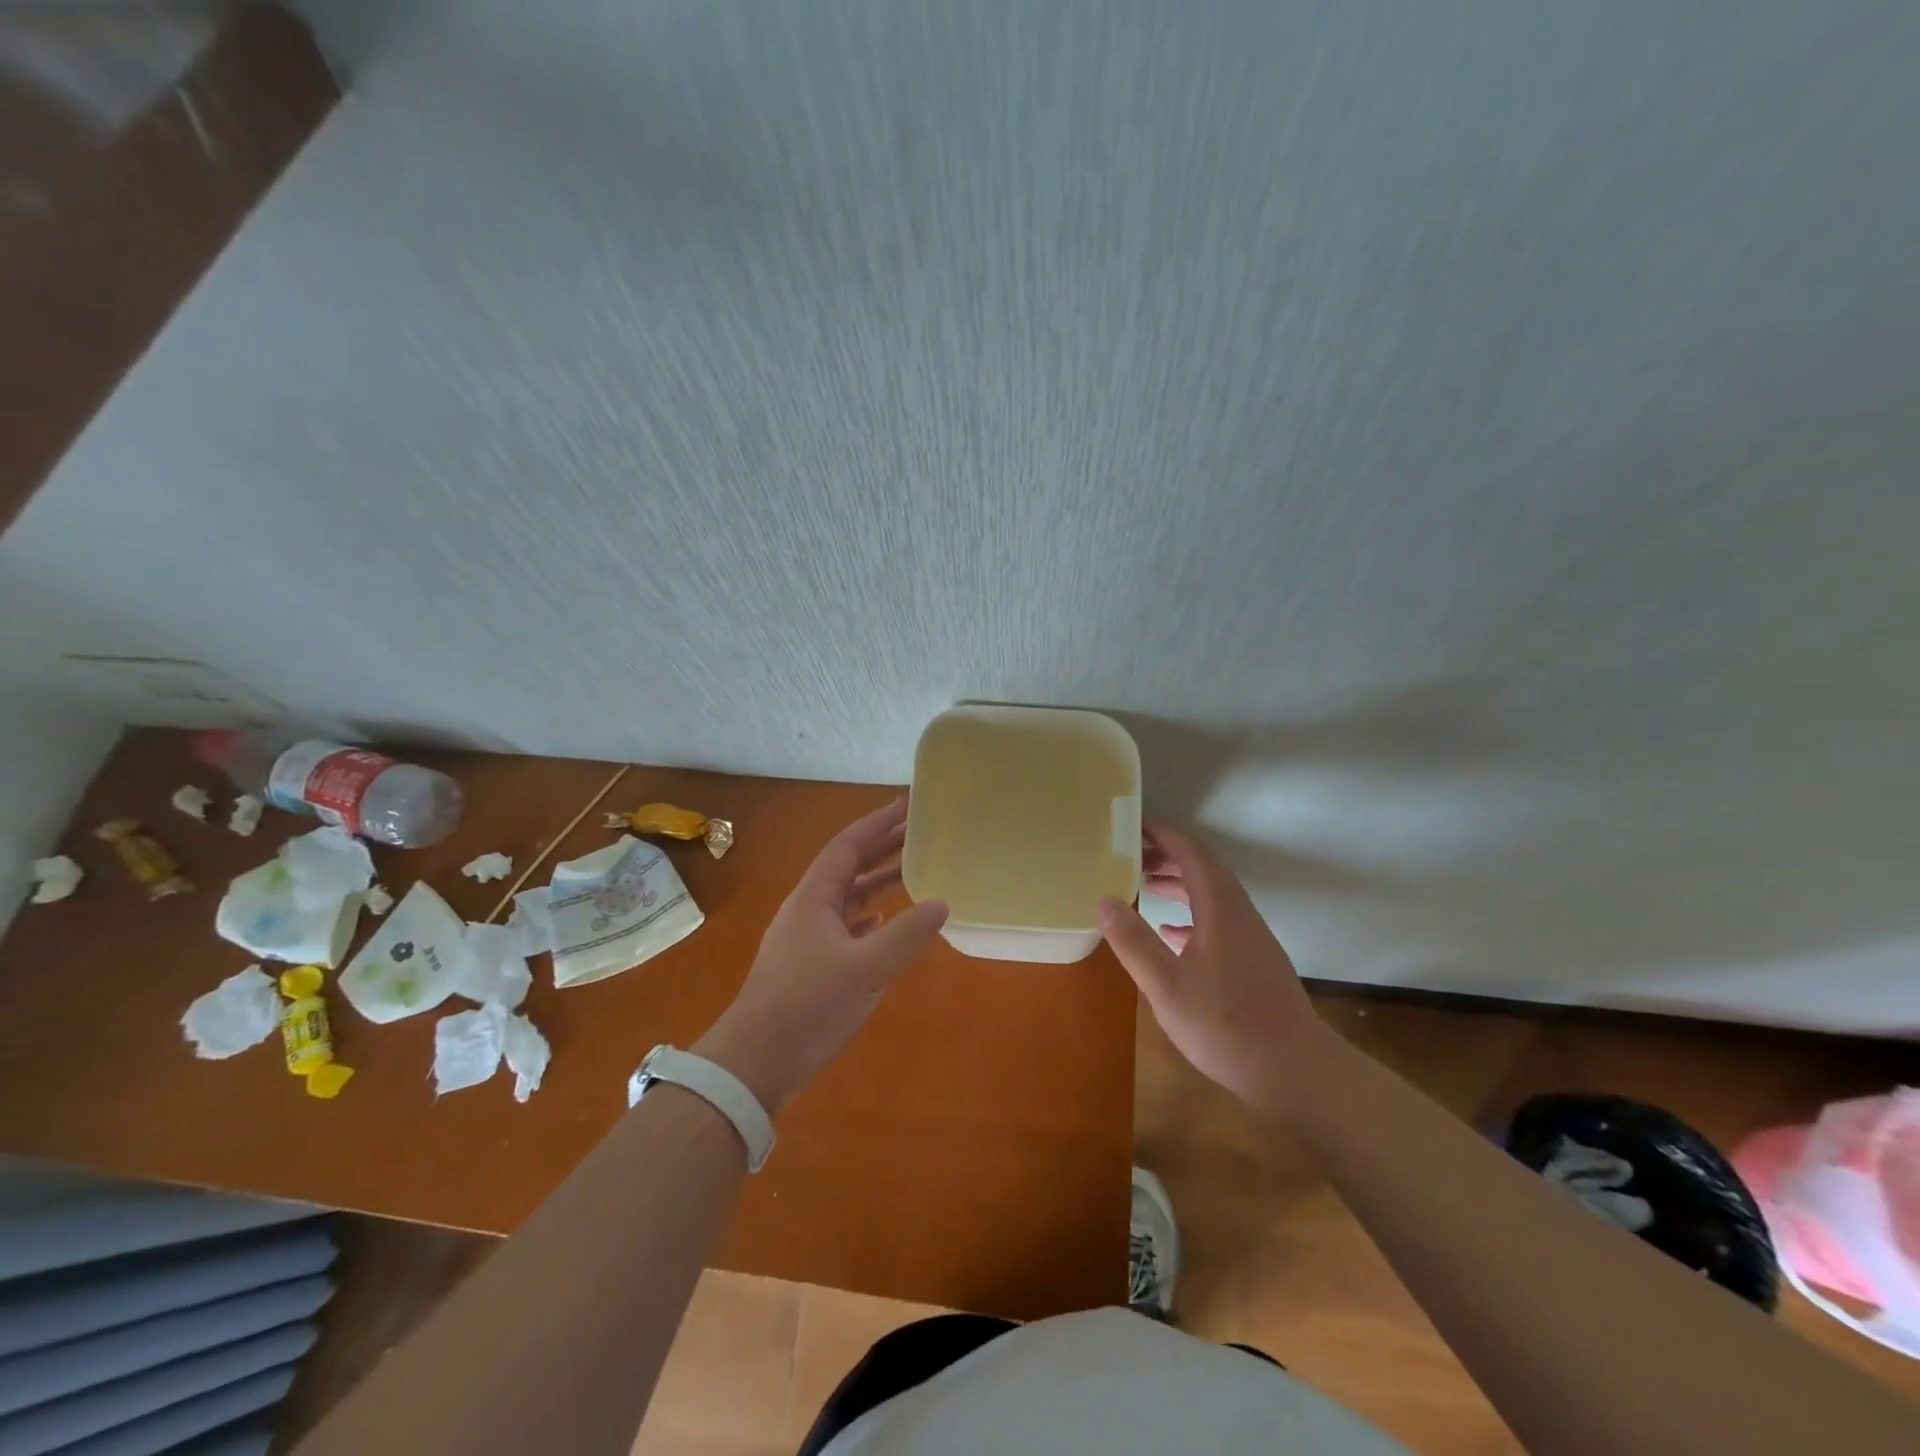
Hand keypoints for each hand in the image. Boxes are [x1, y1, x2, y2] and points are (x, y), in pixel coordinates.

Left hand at [695, 798, 947, 1113]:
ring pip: (847, 897)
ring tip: (912, 870)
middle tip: (919, 831)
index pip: (848, 846)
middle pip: (848, 866)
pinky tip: (885, 922)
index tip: (908, 805)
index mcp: (814, 898)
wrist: (755, 1062)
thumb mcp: (864, 969)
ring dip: (877, 881)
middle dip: (882, 846)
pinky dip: (869, 916)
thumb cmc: (807, 1007)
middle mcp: (808, 909)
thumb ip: (905, 936)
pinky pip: (845, 926)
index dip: (878, 823)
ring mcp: (807, 938)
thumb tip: (941, 903)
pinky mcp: (810, 964)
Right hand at [1099, 823, 1325, 1115]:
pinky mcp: (1254, 961)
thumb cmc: (1226, 1025)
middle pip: (1203, 869)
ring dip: (1179, 883)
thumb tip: (1104, 900)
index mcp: (1220, 909)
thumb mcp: (1167, 986)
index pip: (1191, 853)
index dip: (1162, 834)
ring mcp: (1251, 937)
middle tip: (1129, 857)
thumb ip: (1134, 941)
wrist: (1295, 1070)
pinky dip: (1192, 914)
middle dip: (1167, 856)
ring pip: (1212, 894)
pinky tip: (1171, 934)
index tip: (1132, 824)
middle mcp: (1239, 914)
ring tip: (1144, 887)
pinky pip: (1218, 920)